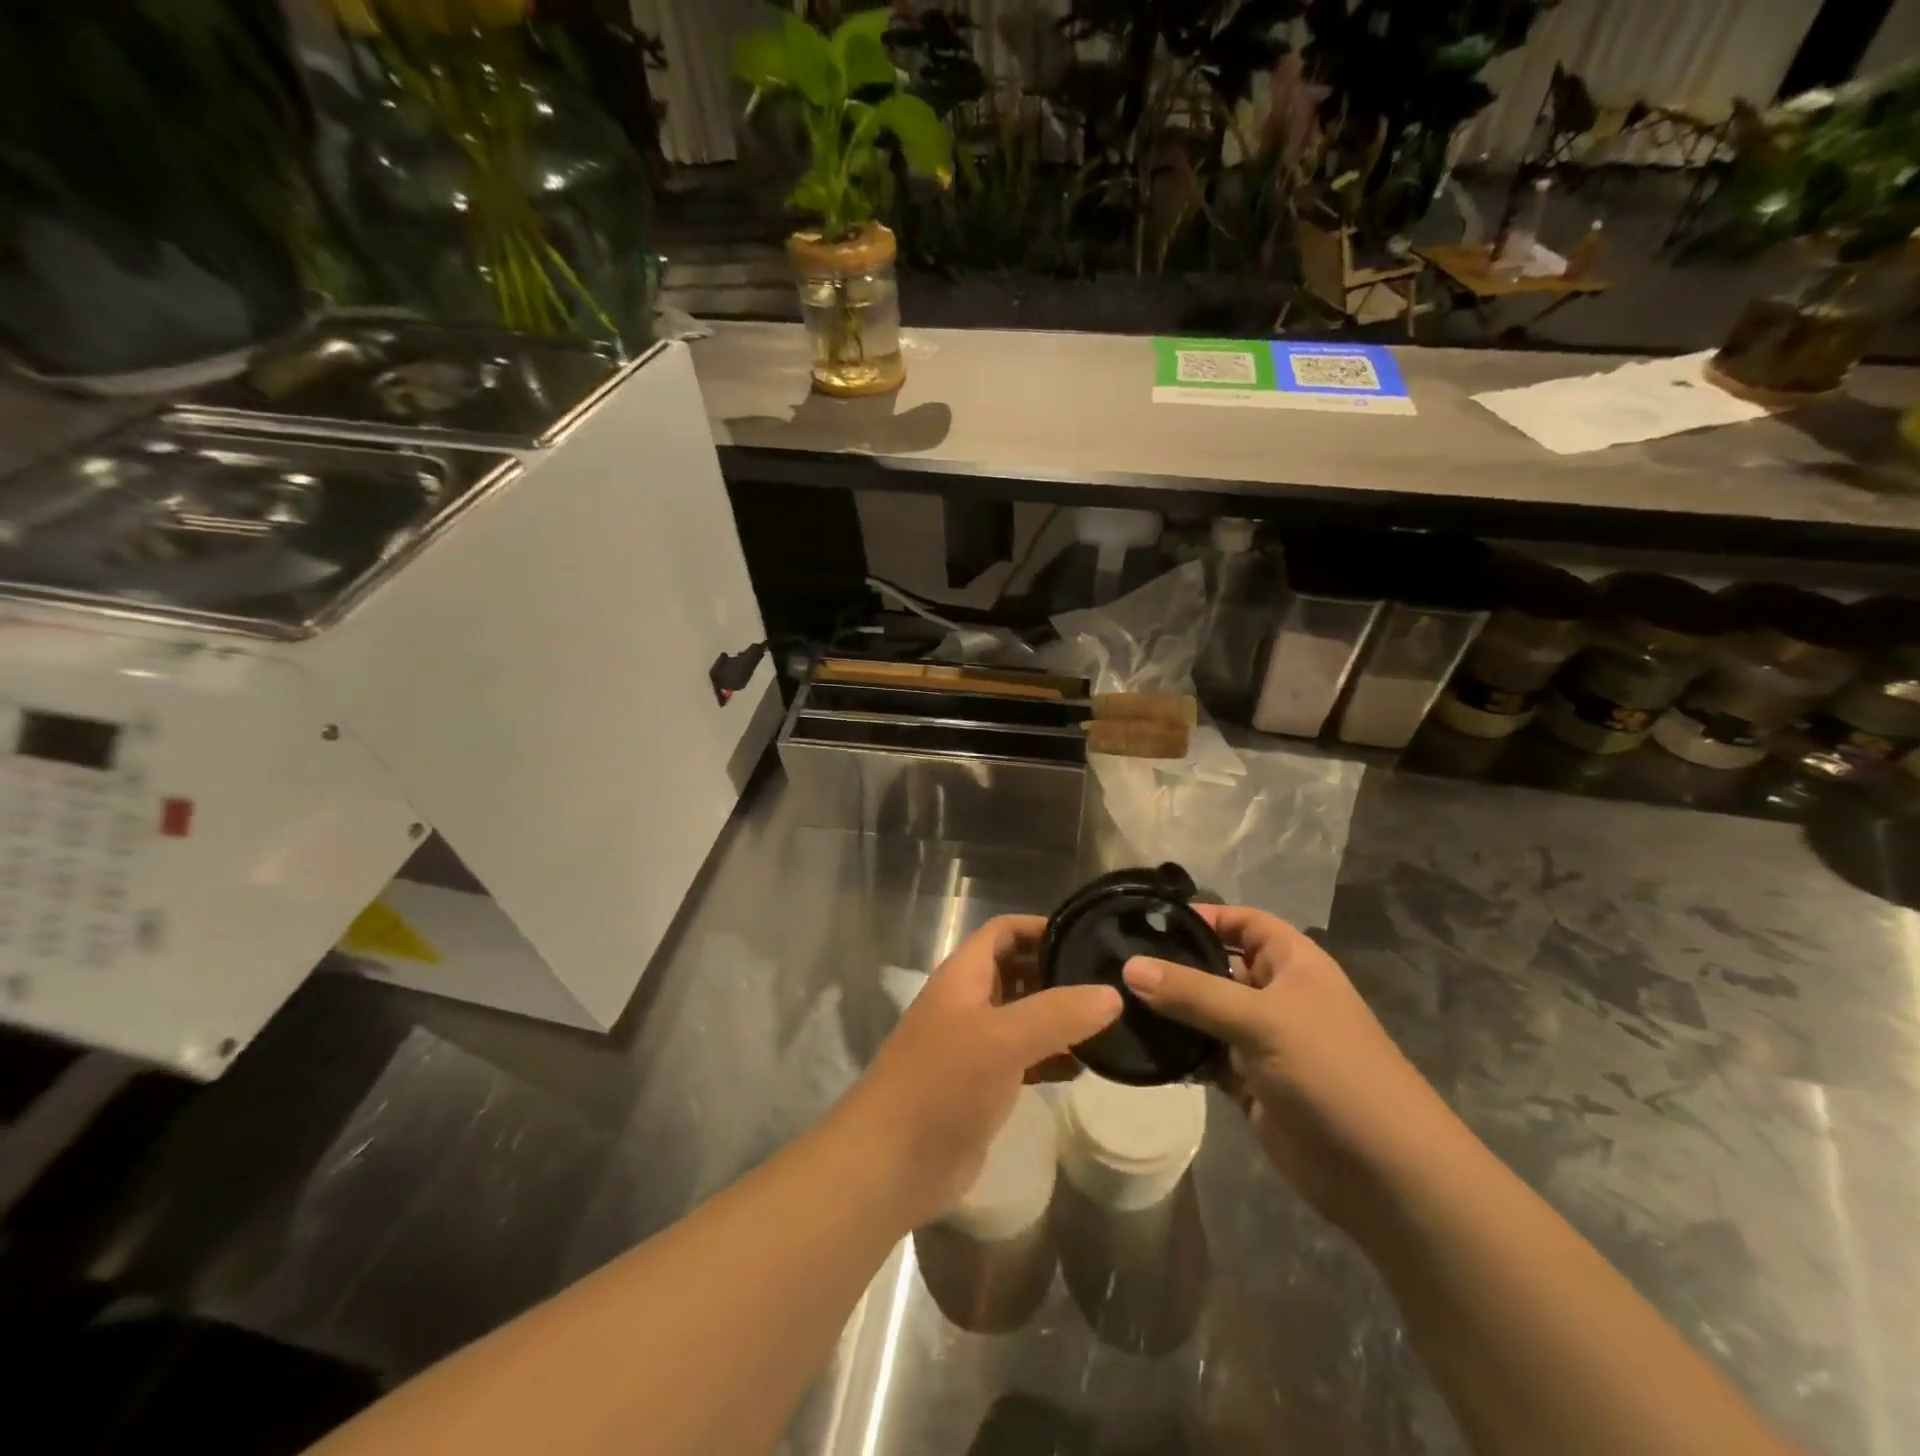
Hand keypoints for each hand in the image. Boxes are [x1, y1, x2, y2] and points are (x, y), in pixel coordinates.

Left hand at [839, 915, 1121, 1228]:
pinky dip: (1053, 1057)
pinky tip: (1086, 1067)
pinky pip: (1025, 1058)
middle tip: (1111, 981)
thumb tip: (1113, 993)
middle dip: (1058, 972)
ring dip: (1060, 1017)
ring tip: (1111, 1022)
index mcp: (963, 975)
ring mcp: (975, 1045)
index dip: (1041, 927)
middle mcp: (968, 1002)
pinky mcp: (983, 1085)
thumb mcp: (1002, 1039)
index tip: (1088, 935)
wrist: (890, 1163)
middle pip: (1018, 971)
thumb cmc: (942, 1084)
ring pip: (1024, 1016)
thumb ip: (1058, 1013)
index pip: (1004, 931)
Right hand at [1122, 905, 1456, 1228]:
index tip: (1147, 919)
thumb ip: (1193, 992)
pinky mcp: (1249, 1083)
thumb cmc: (1331, 1072)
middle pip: (1217, 966)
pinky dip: (1178, 1052)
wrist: (1385, 1176)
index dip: (1203, 915)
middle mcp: (1276, 995)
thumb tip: (1129, 966)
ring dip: (1170, 1011)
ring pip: (1206, 1014)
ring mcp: (1262, 1041)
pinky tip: (1139, 1046)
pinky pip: (1205, 1056)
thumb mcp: (1261, 1019)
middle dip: (1174, 964)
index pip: (1242, 921)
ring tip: (1115, 1001)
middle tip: (1115, 960)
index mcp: (1293, 963)